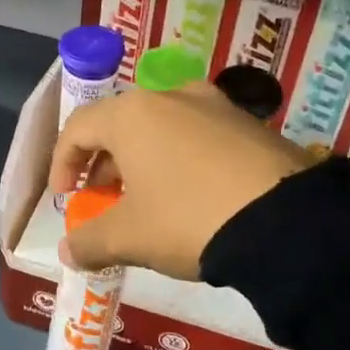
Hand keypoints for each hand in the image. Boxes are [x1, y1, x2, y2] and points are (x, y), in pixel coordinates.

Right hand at [50, 82, 311, 278]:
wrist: (286, 222)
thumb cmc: (188, 219)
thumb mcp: (129, 238)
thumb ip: (89, 241)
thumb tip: (68, 252)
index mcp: (133, 114)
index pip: (79, 128)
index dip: (63, 163)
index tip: (66, 198)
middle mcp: (172, 96)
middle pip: (121, 124)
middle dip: (105, 163)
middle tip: (104, 199)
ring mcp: (216, 105)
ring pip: (162, 127)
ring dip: (143, 160)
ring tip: (148, 199)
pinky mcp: (250, 123)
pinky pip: (199, 135)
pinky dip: (181, 159)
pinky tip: (192, 195)